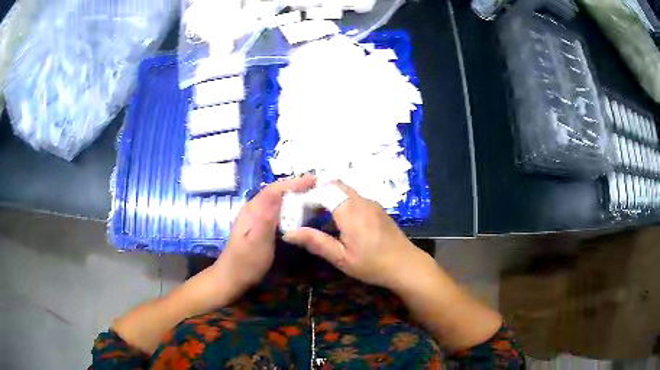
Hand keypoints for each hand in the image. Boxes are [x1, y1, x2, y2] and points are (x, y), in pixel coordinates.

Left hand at [215, 175, 315, 291]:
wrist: (232, 277)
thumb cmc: (247, 262)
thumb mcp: (258, 242)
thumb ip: (266, 219)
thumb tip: (278, 196)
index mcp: (253, 210)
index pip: (275, 188)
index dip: (294, 182)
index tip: (314, 179)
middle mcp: (253, 208)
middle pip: (275, 190)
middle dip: (295, 185)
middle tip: (317, 186)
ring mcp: (254, 216)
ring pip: (275, 198)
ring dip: (292, 194)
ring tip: (311, 194)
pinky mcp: (257, 224)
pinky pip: (275, 208)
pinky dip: (288, 205)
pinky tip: (297, 211)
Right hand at [283, 181, 424, 288]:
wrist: (406, 266)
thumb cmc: (372, 264)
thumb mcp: (341, 258)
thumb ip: (315, 242)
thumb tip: (288, 233)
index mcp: (350, 211)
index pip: (323, 191)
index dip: (307, 197)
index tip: (296, 210)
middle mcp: (361, 201)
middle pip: (334, 185)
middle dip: (317, 193)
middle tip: (305, 211)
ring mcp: (372, 203)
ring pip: (345, 190)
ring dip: (329, 197)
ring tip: (317, 216)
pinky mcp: (377, 209)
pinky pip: (355, 198)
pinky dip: (341, 202)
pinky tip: (338, 221)